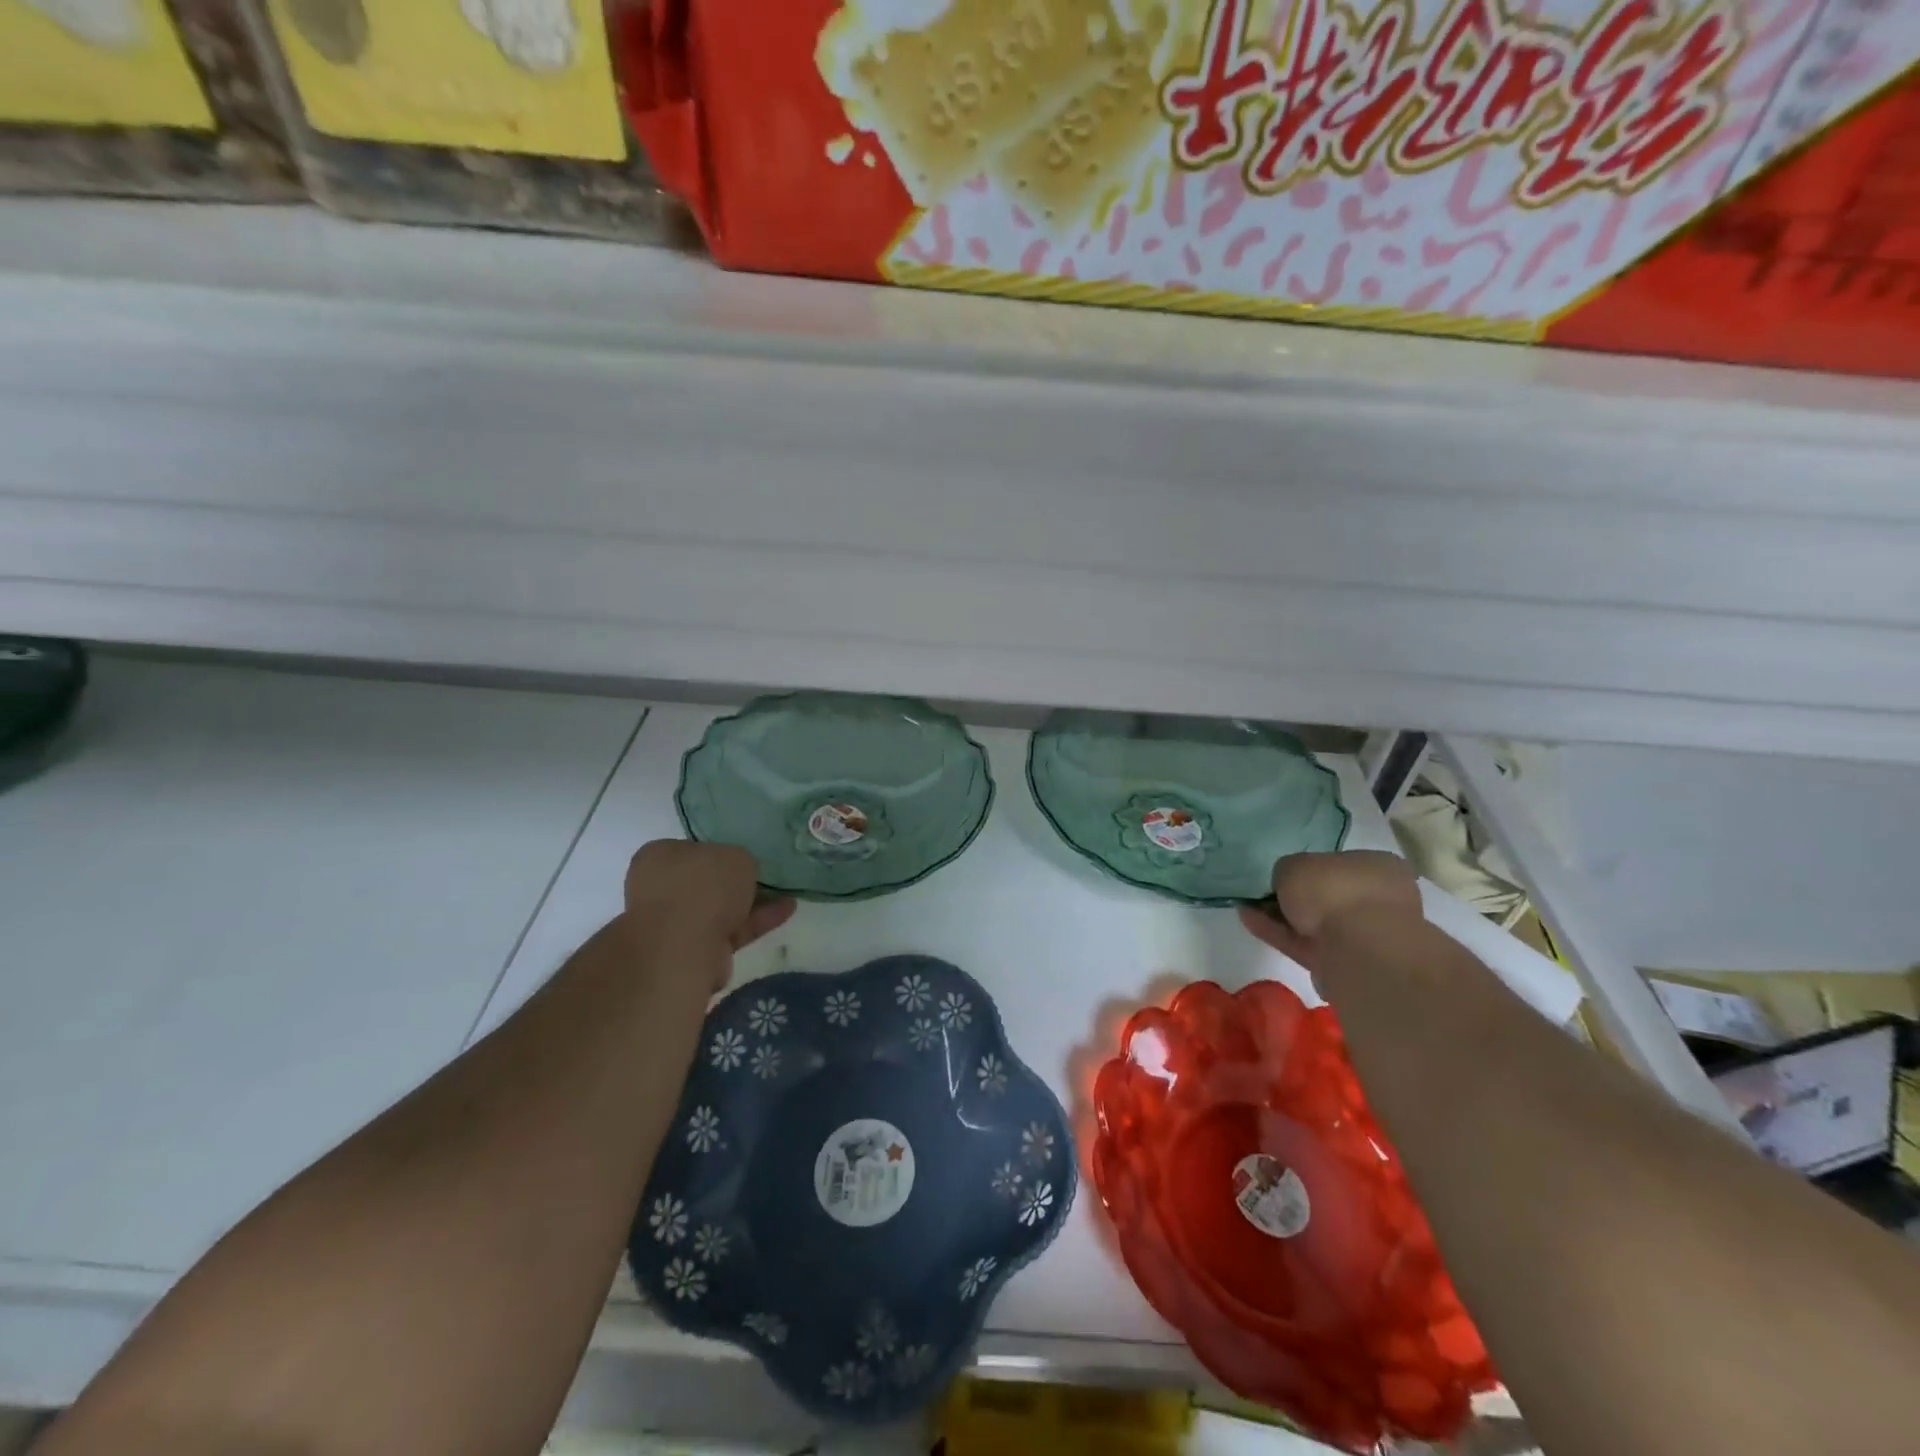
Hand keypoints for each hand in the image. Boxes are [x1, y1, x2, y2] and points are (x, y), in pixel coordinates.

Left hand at [623, 841, 794, 958]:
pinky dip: (756, 922)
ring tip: (786, 895)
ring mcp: (673, 923)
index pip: (692, 849)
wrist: (685, 946)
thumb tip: (738, 872)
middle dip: (735, 882)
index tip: (745, 857)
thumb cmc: (703, 886)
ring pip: (719, 908)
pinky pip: (730, 930)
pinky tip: (786, 911)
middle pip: (705, 881)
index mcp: (659, 856)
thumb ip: (740, 860)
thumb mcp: (736, 856)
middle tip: (765, 877)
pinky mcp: (693, 950)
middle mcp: (659, 888)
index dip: (720, 852)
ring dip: (752, 903)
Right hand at [1238, 850, 1420, 962]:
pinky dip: (1278, 933)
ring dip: (1281, 917)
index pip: (1340, 864)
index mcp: (1378, 868)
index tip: (1284, 874)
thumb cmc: (1334, 892)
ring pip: (1316, 923)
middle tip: (1263, 894)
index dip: (1310, 868)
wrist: (1357, 951)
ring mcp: (1363, 936)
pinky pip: (1305, 943)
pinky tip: (1250, 922)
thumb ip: (1288, 871)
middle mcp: (1377, 900)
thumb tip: (1287, 884)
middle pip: (1328, 897)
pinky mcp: (1344, 963)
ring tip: (1247, 907)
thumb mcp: (1296, 865)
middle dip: (1296, 897)